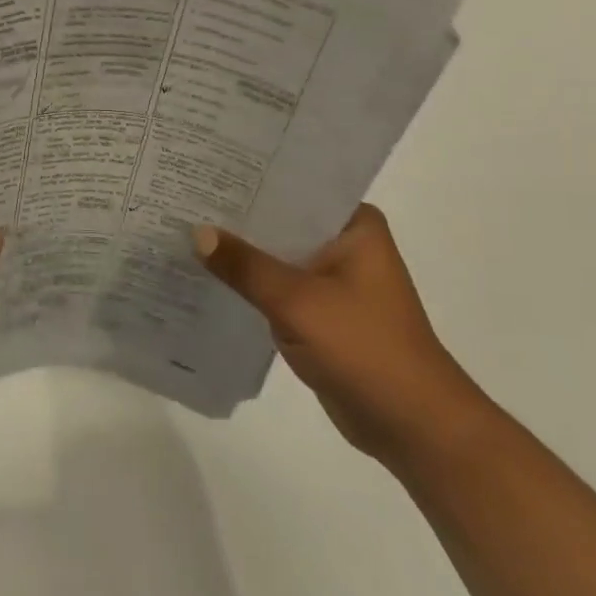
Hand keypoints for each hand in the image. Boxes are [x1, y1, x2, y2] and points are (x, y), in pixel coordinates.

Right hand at [195, 206, 484, 462]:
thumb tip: (196, 232)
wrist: (412, 426)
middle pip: (280, 221)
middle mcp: (344, 244)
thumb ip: (245, 265)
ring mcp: (332, 280)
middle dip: (237, 217)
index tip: (204, 169)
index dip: (248, 180)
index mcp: (354, 225)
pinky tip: (206, 274)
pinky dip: (249, 284)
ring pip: (275, 256)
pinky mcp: (320, 313)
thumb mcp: (297, 301)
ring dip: (240, 253)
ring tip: (183, 229)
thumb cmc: (365, 348)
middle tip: (183, 197)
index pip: (293, 188)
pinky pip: (276, 287)